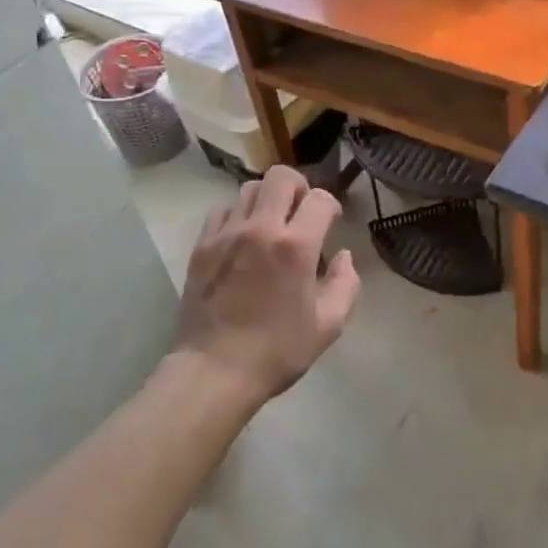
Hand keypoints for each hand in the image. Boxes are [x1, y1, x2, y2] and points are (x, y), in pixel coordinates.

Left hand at [176, 164, 360, 404]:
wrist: (214, 370)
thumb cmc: (277, 351)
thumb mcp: (328, 326)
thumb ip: (346, 284)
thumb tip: (343, 256)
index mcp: (296, 246)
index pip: (319, 198)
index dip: (330, 206)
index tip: (330, 221)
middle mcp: (260, 228)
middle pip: (280, 177)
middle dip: (298, 188)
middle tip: (300, 212)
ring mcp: (226, 234)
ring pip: (249, 189)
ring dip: (267, 200)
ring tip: (270, 225)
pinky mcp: (201, 246)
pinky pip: (222, 211)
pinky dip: (237, 215)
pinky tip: (242, 239)